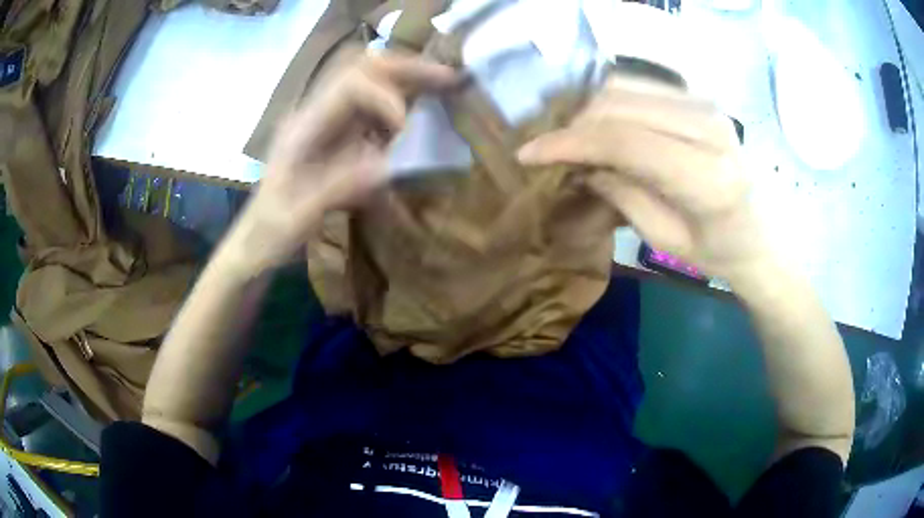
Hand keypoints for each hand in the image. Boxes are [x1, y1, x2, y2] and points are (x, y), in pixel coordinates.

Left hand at [225, 50, 456, 274]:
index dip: (384, 99)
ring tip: (444, 84)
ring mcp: (325, 123)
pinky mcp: (336, 137)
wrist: (255, 241)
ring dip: (406, 80)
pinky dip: (400, 102)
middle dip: (405, 68)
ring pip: (369, 82)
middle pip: (361, 70)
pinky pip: (371, 107)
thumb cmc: (270, 233)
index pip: (349, 87)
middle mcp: (314, 115)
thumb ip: (337, 188)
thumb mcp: (299, 217)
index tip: (403, 131)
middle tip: (448, 77)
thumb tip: (387, 166)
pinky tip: (421, 110)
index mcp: (301, 129)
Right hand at [518, 76, 770, 280]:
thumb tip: (578, 163)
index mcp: (707, 178)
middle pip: (619, 104)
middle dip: (574, 124)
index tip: (527, 154)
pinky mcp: (699, 96)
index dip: (569, 143)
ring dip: (588, 109)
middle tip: (550, 150)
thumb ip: (620, 192)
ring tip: (574, 137)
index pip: (624, 141)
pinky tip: (600, 123)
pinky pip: (639, 85)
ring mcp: (705, 104)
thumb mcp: (665, 237)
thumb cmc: (718, 250)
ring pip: (624, 86)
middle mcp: (709, 127)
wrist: (763, 230)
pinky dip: (609, 100)